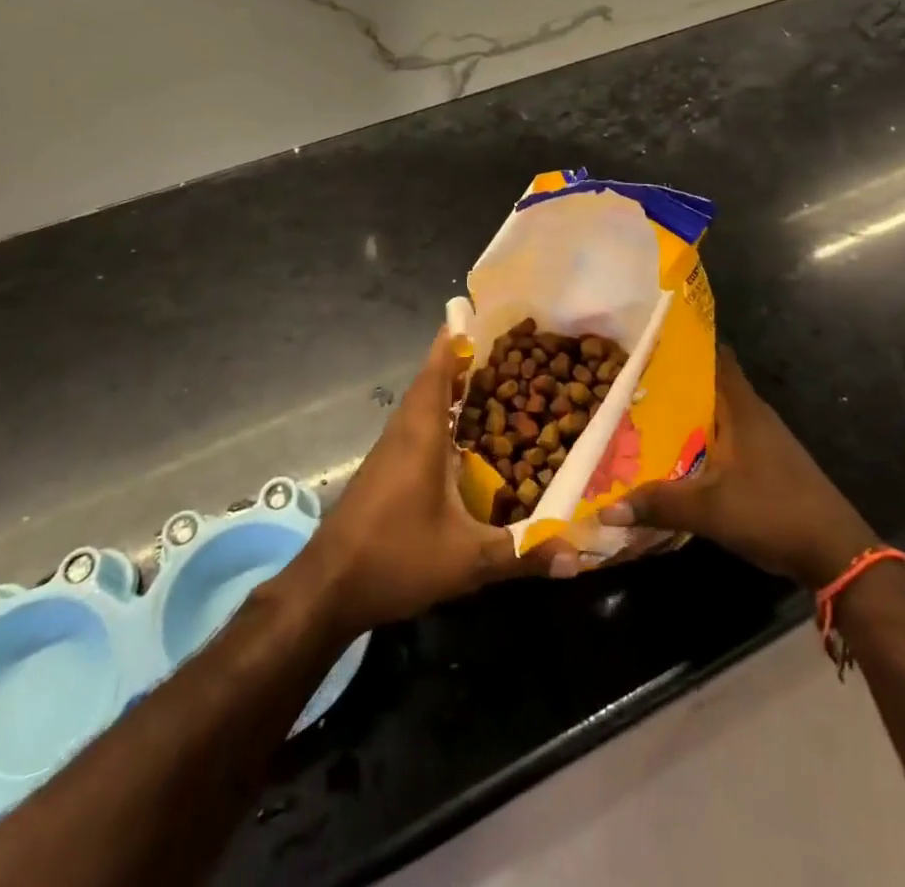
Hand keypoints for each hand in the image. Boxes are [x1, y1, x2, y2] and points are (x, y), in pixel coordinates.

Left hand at [283, 329, 578, 637]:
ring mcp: (388, 451)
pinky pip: (414, 427)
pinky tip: (459, 438)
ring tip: (487, 384)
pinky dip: (437, 417)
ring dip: (447, 389)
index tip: (475, 316)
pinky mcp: (382, 471)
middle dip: (459, 363)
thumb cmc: (396, 557)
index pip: (436, 372)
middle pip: (430, 383)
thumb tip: (576, 557)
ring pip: (420, 405)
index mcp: (421, 434)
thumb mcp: (466, 560)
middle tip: (499, 351)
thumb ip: (520, 554)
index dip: (453, 342)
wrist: (328, 587)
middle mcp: (403, 432)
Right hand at [599, 347, 879, 589]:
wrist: (836, 553)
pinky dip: (702, 437)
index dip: (686, 343)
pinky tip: (678, 453)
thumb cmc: (772, 512)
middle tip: (632, 380)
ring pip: (718, 412)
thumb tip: (605, 510)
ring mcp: (764, 439)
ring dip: (688, 412)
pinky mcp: (768, 462)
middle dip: (674, 380)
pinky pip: (727, 436)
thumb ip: (658, 503)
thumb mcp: (709, 510)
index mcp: (741, 407)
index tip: (650, 339)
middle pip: (711, 383)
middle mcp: (753, 414)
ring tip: (644, 413)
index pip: (716, 355)